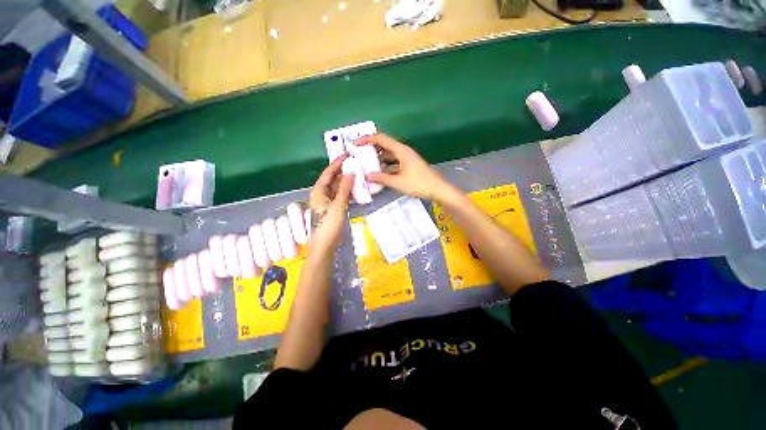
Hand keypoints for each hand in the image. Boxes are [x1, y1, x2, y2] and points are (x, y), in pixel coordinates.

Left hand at [308, 155, 353, 251]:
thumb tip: (350, 173)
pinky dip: (348, 192)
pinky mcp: (333, 208)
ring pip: (338, 188)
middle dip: (343, 172)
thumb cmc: (329, 224)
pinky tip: (356, 189)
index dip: (337, 163)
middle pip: (332, 179)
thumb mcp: (338, 205)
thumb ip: (344, 189)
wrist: (326, 244)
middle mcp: (322, 194)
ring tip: (358, 175)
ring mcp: (328, 202)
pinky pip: (341, 196)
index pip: (328, 173)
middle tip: (356, 164)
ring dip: (347, 182)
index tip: (347, 155)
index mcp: (318, 191)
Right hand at [356, 133, 454, 201]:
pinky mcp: (409, 166)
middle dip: (371, 149)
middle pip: (385, 145)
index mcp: (401, 150)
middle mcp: (403, 151)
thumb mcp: (398, 182)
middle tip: (359, 155)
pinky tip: (379, 173)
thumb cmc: (419, 184)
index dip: (367, 139)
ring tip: (366, 164)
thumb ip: (382, 178)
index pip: (381, 139)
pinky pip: (394, 162)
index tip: (355, 144)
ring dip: (379, 158)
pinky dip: (386, 166)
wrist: (438, 189)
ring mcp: (407, 158)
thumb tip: (367, 175)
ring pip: (389, 155)